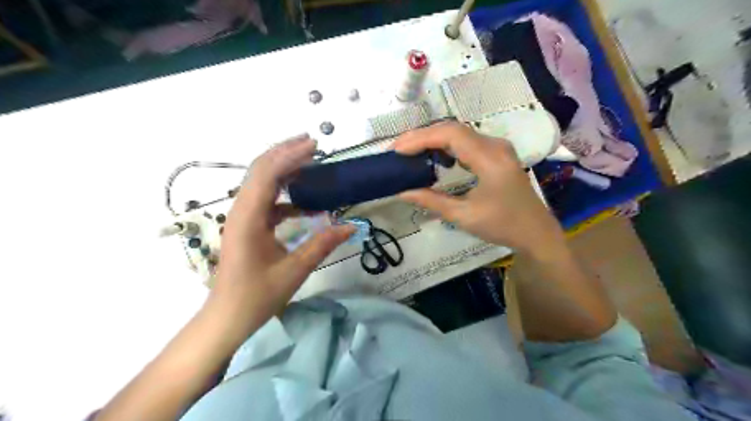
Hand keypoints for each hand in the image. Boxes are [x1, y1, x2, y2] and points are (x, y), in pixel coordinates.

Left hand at [208, 136, 354, 338]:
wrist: (227, 317)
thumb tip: (351, 226)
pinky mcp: (247, 225)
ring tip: (310, 164)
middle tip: (313, 145)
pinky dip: (284, 193)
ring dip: (284, 170)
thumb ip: (323, 244)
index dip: (290, 156)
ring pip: (261, 182)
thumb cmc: (257, 296)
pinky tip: (304, 202)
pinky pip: (265, 200)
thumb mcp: (295, 269)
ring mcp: (242, 217)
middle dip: (285, 154)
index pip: (267, 175)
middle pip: (260, 171)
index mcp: (248, 218)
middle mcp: (241, 211)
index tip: (314, 146)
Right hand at [394, 121, 563, 253]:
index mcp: (490, 159)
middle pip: (453, 129)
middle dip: (422, 136)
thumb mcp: (464, 216)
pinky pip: (466, 141)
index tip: (397, 150)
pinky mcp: (496, 153)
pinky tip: (433, 156)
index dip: (421, 138)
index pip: (450, 135)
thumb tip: (401, 192)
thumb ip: (431, 201)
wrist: (535, 232)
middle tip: (397, 149)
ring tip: (409, 151)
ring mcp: (497, 147)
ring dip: (432, 139)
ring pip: (459, 133)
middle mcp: (495, 145)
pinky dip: (445, 145)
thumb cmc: (502, 226)